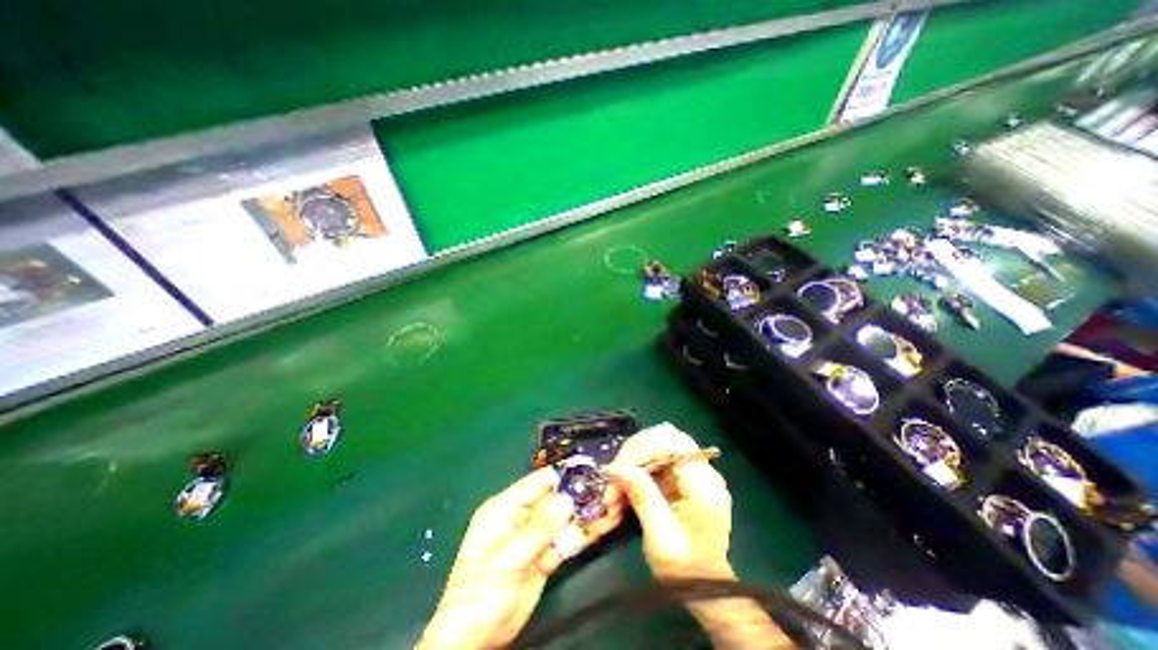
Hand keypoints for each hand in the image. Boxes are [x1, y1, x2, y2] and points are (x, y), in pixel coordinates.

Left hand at [418, 468, 623, 649]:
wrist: (474, 640)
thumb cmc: (481, 591)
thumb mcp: (508, 557)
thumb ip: (539, 527)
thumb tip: (568, 498)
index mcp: (507, 507)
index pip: (540, 482)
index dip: (565, 474)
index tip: (591, 468)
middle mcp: (523, 516)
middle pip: (556, 499)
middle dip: (582, 493)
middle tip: (610, 487)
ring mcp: (536, 537)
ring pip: (565, 519)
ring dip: (587, 512)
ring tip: (614, 502)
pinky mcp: (546, 556)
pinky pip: (567, 540)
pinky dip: (585, 533)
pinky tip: (605, 524)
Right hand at [606, 424, 731, 581]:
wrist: (706, 591)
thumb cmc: (685, 570)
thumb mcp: (660, 538)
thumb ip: (642, 497)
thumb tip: (617, 468)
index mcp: (704, 484)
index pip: (672, 442)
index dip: (641, 450)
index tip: (617, 471)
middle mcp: (703, 470)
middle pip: (664, 437)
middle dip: (634, 454)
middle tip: (613, 477)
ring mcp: (695, 472)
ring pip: (657, 445)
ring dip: (632, 462)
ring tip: (615, 489)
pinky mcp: (685, 477)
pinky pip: (657, 460)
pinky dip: (637, 470)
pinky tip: (624, 489)